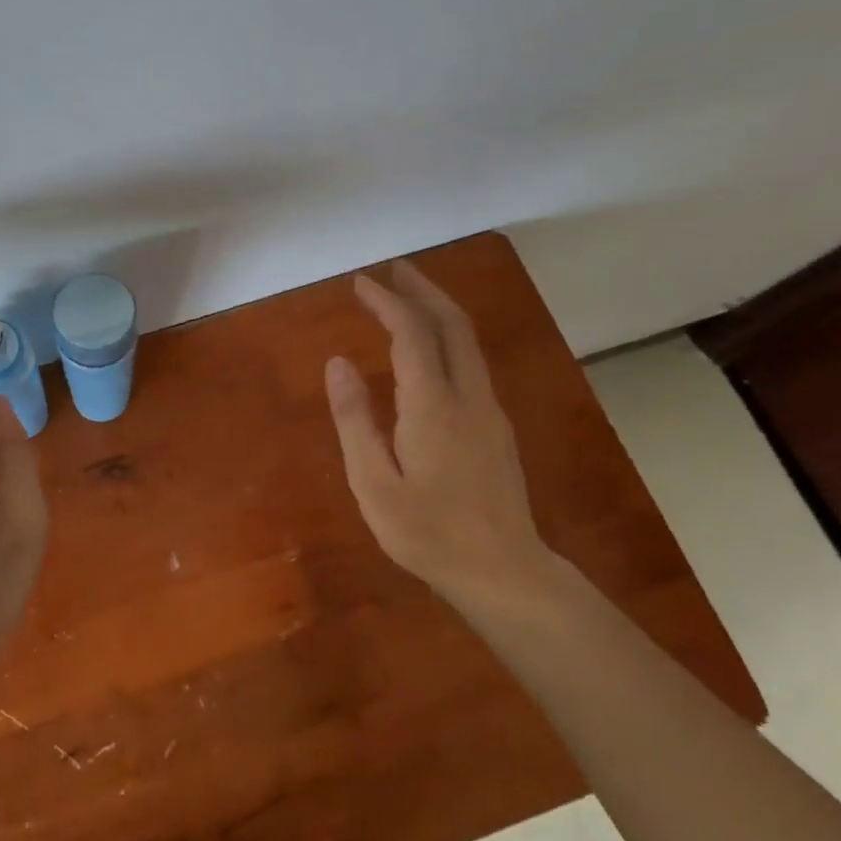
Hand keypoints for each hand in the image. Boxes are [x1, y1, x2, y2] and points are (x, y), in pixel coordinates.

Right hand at [325, 260, 557, 608]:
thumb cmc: (427, 532)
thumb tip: (337, 362)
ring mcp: (489, 411)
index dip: (387, 302)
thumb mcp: (373, 481)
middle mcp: (468, 396)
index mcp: (432, 405)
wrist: (502, 570)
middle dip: (423, 290)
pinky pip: (472, 364)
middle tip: (394, 269)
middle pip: (452, 325)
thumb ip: (355, 419)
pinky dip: (448, 338)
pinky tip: (431, 350)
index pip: (412, 333)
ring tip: (409, 297)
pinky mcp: (496, 428)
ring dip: (439, 311)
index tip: (361, 282)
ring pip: (468, 343)